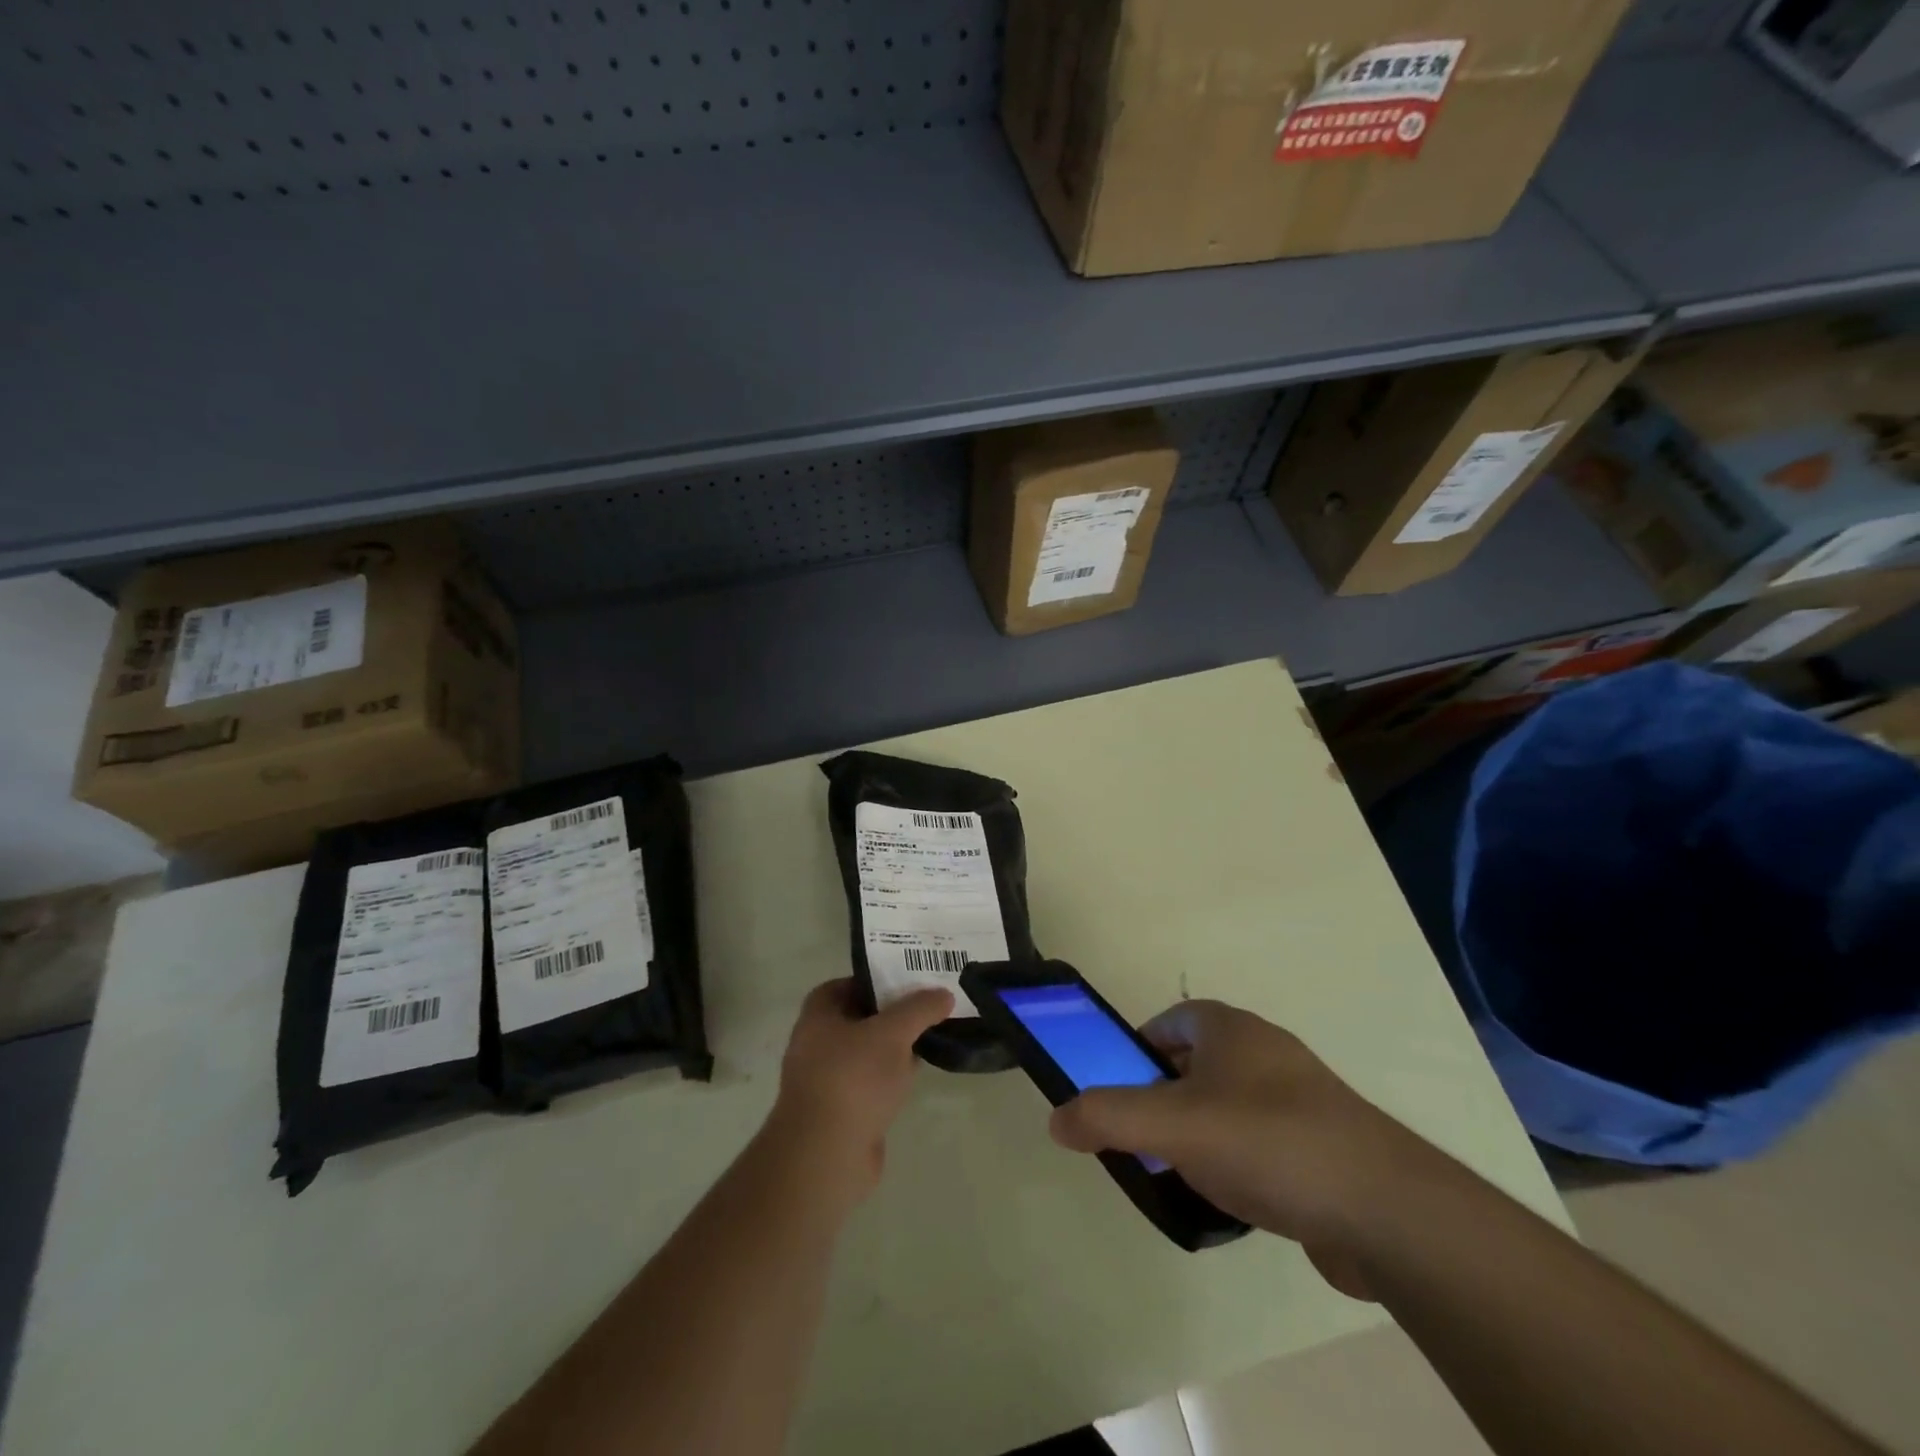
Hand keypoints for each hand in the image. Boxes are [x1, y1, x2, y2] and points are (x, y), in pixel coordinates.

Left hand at [763, 978, 953, 1207]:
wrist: (826, 1157)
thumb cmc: (853, 1079)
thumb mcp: (893, 1033)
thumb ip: (920, 1009)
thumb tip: (944, 994)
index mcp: (818, 1015)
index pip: (848, 983)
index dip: (878, 978)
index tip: (910, 979)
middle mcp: (817, 1043)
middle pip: (861, 1017)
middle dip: (893, 1013)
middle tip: (930, 1006)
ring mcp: (828, 1080)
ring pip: (868, 1052)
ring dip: (895, 1047)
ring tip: (932, 1035)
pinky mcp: (842, 1112)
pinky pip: (871, 1083)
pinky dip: (891, 1077)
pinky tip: (917, 1076)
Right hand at [1049, 1000, 1449, 1299]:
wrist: (1385, 1209)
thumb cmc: (1267, 1142)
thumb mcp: (1172, 1126)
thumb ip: (1107, 1116)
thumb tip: (1056, 1118)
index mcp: (1230, 1028)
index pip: (1170, 1020)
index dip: (1138, 1048)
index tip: (1120, 1089)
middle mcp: (1266, 1051)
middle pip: (1196, 1063)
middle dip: (1164, 1096)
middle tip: (1144, 1137)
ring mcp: (1300, 1097)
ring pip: (1228, 1104)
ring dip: (1200, 1132)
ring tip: (1182, 1174)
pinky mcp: (1323, 1144)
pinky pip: (1262, 1141)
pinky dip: (1239, 1161)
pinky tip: (1233, 1200)